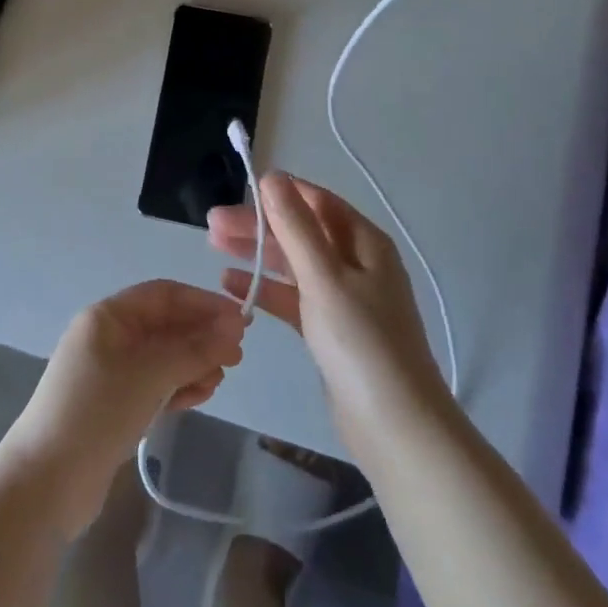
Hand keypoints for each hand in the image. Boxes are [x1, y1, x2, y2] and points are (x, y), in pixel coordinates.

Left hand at [0, 280, 245, 537]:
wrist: (46, 484)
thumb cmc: (97, 412)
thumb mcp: (150, 374)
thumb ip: (194, 349)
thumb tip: (235, 327)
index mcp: (108, 317)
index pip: (163, 295)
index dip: (202, 303)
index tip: (240, 320)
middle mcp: (108, 338)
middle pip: (164, 326)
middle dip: (201, 337)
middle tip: (237, 357)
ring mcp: (110, 374)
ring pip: (162, 358)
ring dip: (193, 363)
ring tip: (218, 381)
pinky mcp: (115, 407)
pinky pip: (154, 385)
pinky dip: (177, 387)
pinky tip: (198, 397)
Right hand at [208, 173, 445, 449]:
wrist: (396, 428)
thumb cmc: (361, 343)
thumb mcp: (324, 278)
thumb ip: (296, 227)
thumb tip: (273, 178)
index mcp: (364, 242)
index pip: (317, 201)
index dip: (279, 193)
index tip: (238, 192)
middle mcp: (357, 263)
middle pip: (301, 231)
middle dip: (259, 224)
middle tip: (211, 224)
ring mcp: (344, 297)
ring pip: (294, 263)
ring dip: (257, 253)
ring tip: (213, 246)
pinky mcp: (331, 329)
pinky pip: (293, 297)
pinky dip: (266, 288)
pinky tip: (231, 285)